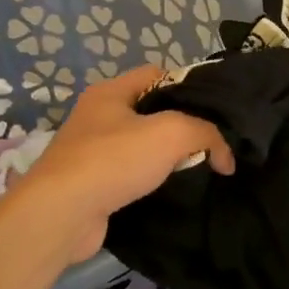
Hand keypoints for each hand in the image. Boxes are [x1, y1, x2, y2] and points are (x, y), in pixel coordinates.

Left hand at [13, 65, 233, 261]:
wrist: (62, 214)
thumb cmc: (114, 160)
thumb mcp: (171, 133)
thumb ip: (206, 134)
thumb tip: (225, 156)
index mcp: (110, 92)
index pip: (157, 74)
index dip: (187, 87)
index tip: (213, 112)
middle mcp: (97, 116)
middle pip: (151, 111)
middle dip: (181, 126)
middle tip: (211, 144)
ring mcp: (91, 152)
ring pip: (141, 146)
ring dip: (166, 159)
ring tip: (198, 170)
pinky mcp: (91, 185)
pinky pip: (130, 176)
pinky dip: (150, 183)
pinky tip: (171, 193)